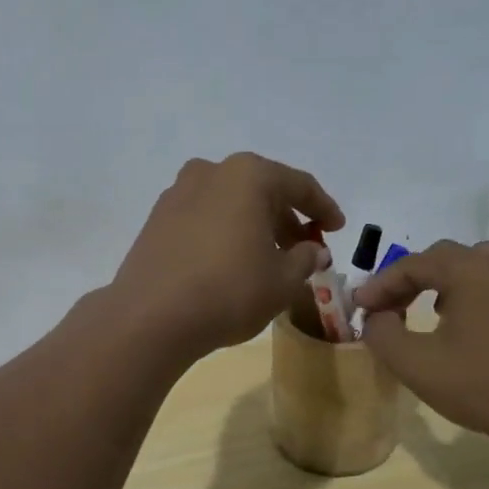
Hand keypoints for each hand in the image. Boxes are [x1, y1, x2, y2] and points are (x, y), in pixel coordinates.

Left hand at [111, 153, 343, 358]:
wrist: (150, 316)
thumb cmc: (229, 290)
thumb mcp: (283, 280)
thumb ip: (306, 258)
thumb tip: (313, 250)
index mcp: (248, 175)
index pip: (299, 185)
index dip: (324, 208)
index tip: (338, 229)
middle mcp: (211, 172)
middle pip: (262, 189)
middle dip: (287, 217)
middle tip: (305, 247)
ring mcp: (178, 193)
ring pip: (230, 202)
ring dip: (255, 224)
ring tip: (270, 256)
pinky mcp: (157, 218)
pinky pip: (204, 216)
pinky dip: (225, 231)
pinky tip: (232, 260)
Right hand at [353, 239, 488, 459]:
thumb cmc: (481, 386)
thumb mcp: (415, 363)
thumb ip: (381, 332)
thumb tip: (375, 317)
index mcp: (470, 270)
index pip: (411, 264)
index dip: (379, 285)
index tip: (357, 308)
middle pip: (440, 258)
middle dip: (405, 280)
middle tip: (383, 308)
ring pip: (466, 267)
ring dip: (435, 283)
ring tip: (415, 310)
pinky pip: (486, 284)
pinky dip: (460, 293)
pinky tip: (450, 323)